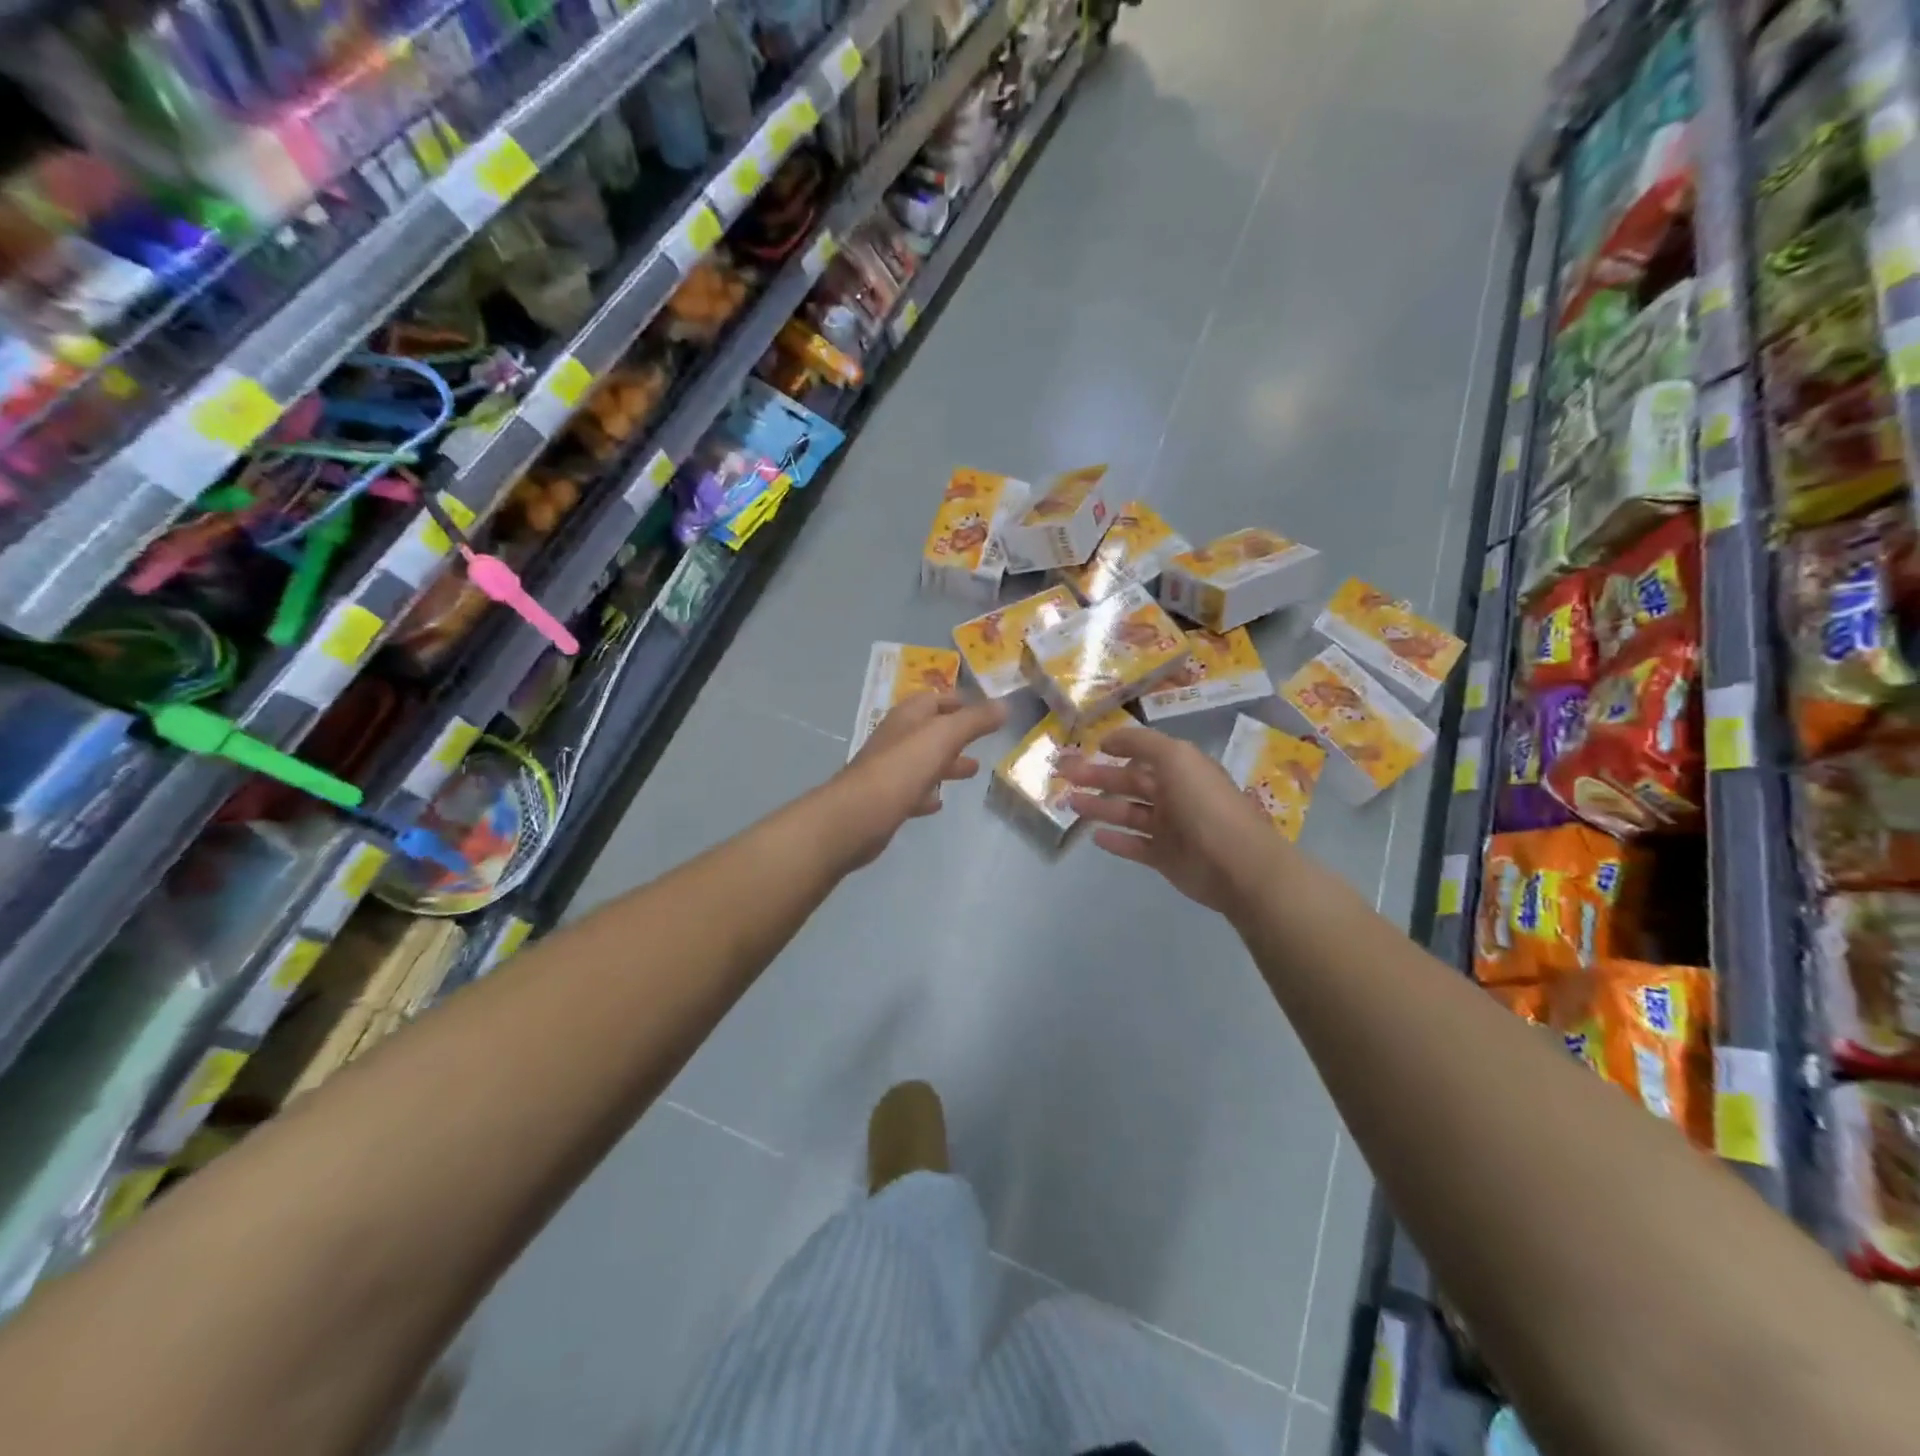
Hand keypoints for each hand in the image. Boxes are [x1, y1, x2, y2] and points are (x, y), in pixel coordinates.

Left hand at [826, 691, 1006, 868]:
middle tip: (983, 741)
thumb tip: (1004, 705)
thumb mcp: (944, 736)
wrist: (858, 816)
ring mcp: (889, 770)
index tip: (985, 710)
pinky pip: (912, 791)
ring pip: (923, 761)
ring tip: (973, 770)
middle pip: (930, 731)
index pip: (935, 700)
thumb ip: (975, 721)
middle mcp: (896, 739)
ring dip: (947, 763)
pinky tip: (939, 802)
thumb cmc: (902, 768)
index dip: (959, 701)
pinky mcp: (886, 800)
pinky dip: (928, 792)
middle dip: (957, 735)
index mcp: (907, 717)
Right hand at [1058, 724, 1287, 916]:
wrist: (1236, 864)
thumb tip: (1109, 738)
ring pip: (1127, 813)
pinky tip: (1094, 836)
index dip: (1118, 748)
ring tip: (1069, 802)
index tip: (1089, 746)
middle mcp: (1175, 794)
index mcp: (1181, 768)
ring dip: (1099, 806)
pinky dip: (1115, 840)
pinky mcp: (1165, 857)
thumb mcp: (1176, 757)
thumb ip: (1140, 742)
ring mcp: (1170, 828)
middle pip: (1129, 782)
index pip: (1144, 753)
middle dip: (1097, 777)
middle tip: (1064, 774)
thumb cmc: (1204, 804)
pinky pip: (1134, 845)